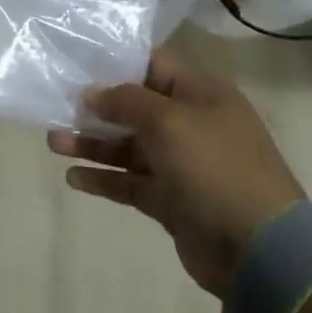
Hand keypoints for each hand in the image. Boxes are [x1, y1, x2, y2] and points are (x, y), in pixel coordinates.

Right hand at [49, 49, 303, 296]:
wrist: (258, 249)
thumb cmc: (214, 168)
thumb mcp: (169, 122)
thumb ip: (126, 101)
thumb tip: (92, 92)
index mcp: (201, 94)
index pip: (154, 65)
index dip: (117, 63)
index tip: (78, 63)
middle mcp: (191, 124)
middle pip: (135, 108)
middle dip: (96, 107)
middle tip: (55, 106)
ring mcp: (181, 164)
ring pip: (128, 147)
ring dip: (93, 143)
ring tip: (53, 142)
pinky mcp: (171, 200)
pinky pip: (130, 182)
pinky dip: (104, 178)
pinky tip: (74, 177)